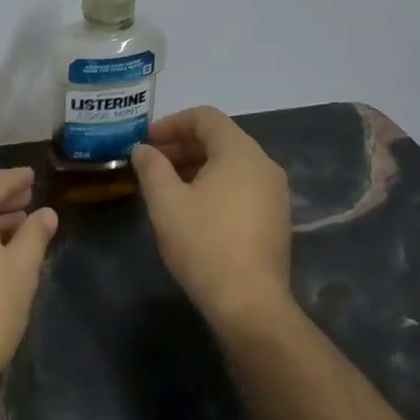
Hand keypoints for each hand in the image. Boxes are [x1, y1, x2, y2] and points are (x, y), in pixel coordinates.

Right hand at [131, 107, 292, 325]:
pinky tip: (193, 208)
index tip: (146, 141)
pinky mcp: (276, 218)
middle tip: (151, 162)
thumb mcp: (166, 202)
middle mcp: (264, 165)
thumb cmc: (204, 243)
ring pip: (231, 164)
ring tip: (167, 185)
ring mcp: (275, 193)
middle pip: (220, 138)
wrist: (249, 302)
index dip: (172, 123)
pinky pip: (242, 185)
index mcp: (240, 152)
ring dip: (197, 165)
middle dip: (182, 145)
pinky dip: (215, 184)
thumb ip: (151, 167)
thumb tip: (143, 149)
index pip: (205, 117)